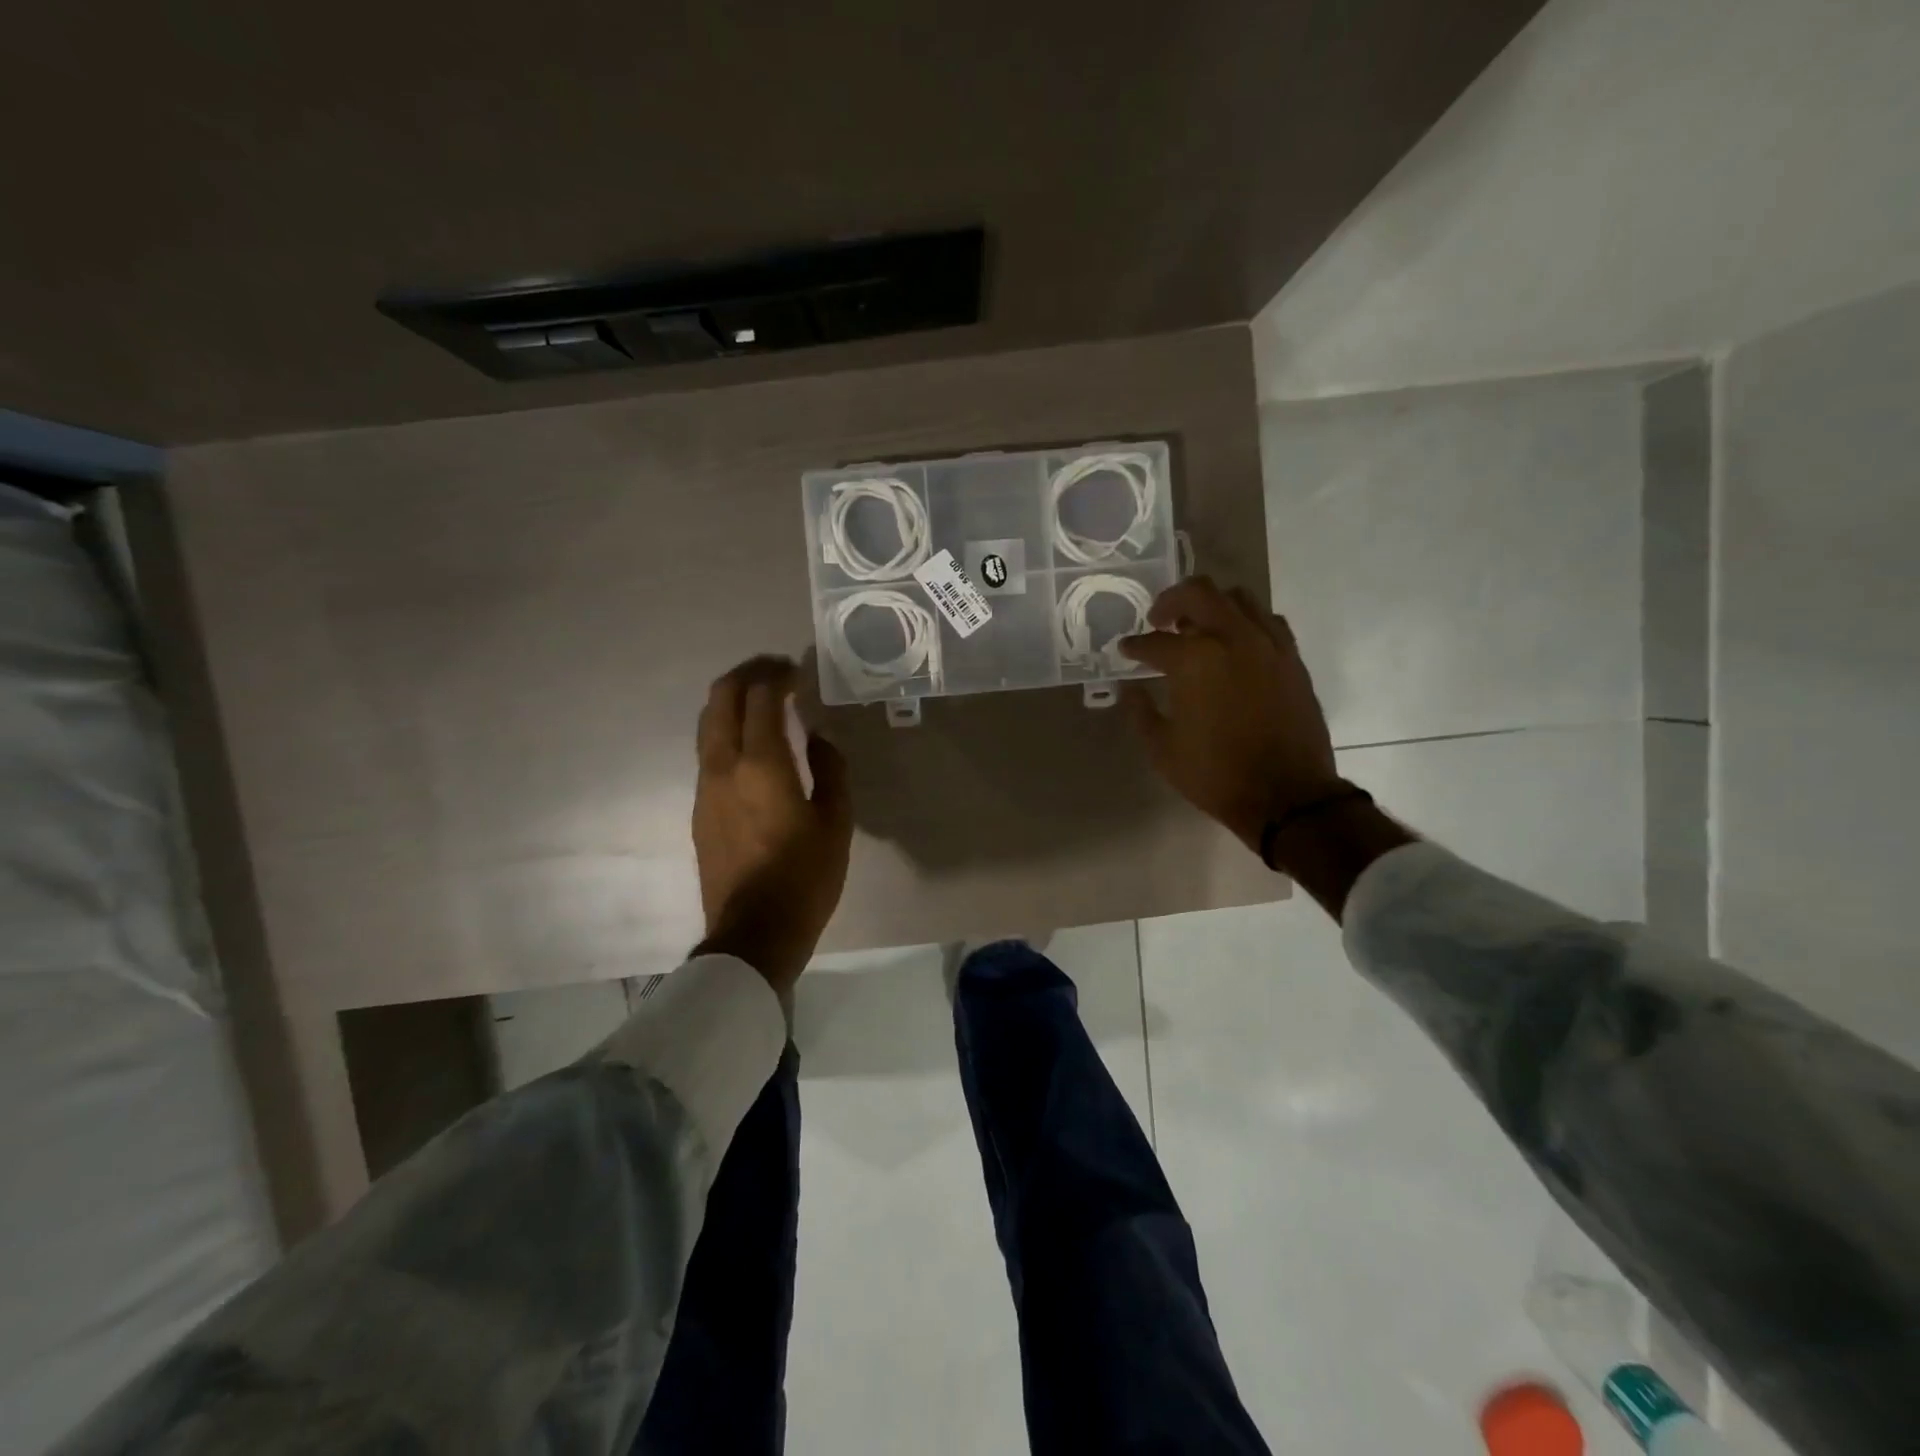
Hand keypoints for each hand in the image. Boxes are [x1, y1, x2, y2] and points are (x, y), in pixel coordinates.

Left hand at [692, 656, 851, 994]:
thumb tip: (818, 738)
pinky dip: (727, 730)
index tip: (798, 670)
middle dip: (747, 674)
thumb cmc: (804, 877)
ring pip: (707, 723)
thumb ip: (830, 769)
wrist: (753, 933)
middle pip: (721, 698)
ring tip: (762, 701)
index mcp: (762, 764)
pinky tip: (752, 745)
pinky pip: (708, 751)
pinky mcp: (699, 808)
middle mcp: (723, 765)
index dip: (778, 675)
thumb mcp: (836, 822)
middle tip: (776, 672)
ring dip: (732, 701)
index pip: (761, 697)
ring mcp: (705, 787)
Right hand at [1117, 576, 1342, 853]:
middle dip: (1169, 601)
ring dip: (1210, 605)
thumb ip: (1141, 711)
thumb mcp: (1162, 749)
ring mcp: (1267, 644)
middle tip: (1158, 621)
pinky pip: (1267, 620)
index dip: (1134, 646)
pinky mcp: (1291, 657)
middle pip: (1197, 593)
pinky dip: (1245, 622)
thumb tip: (1131, 689)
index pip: (1154, 642)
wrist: (1286, 796)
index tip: (1125, 650)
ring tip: (1197, 627)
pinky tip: (1235, 643)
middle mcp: (1231, 638)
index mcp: (1194, 660)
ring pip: (1237, 597)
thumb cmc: (1215, 774)